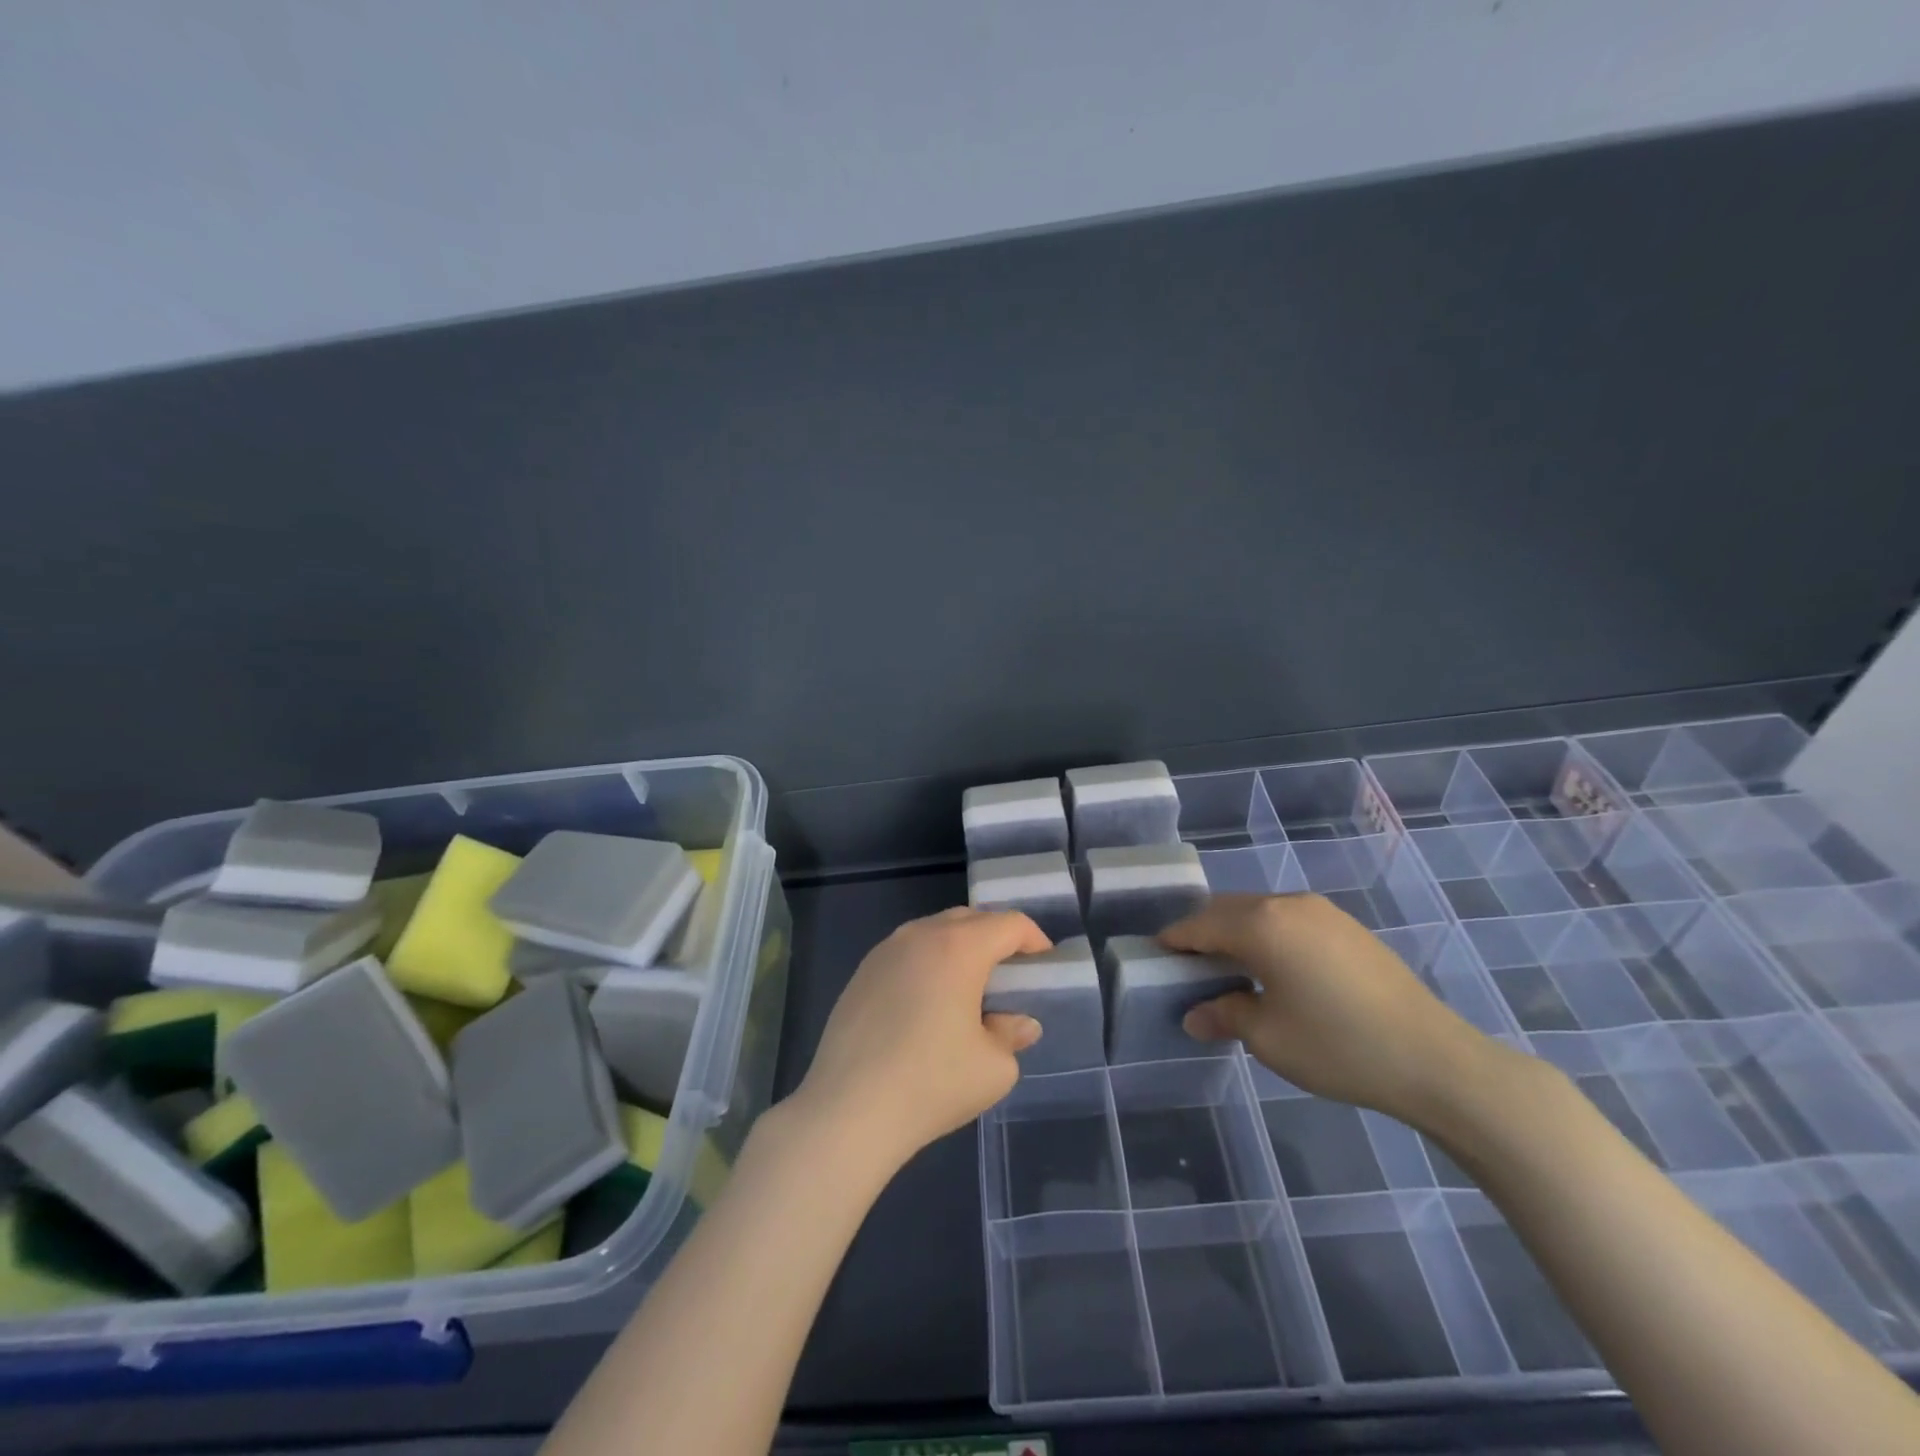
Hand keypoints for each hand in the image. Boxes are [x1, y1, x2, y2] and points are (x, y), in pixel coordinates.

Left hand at [792, 907, 1048, 1172]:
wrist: (848, 1110)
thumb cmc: (932, 1083)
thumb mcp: (993, 1068)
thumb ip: (1012, 1035)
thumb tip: (1018, 1023)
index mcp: (958, 947)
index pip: (1008, 924)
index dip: (1033, 939)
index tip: (1043, 965)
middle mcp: (920, 935)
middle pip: (969, 919)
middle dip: (995, 938)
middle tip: (1010, 975)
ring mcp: (885, 951)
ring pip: (933, 932)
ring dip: (959, 948)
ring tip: (968, 988)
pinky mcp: (861, 973)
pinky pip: (906, 953)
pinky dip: (927, 964)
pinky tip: (927, 1004)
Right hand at [1164, 894, 1496, 1127]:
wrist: (1435, 1059)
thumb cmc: (1339, 1047)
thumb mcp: (1269, 1038)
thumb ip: (1224, 1016)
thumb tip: (1195, 1015)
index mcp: (1262, 925)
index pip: (1201, 925)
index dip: (1174, 940)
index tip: (1155, 954)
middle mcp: (1288, 904)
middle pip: (1228, 909)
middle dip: (1203, 931)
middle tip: (1187, 964)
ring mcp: (1322, 911)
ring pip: (1260, 911)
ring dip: (1236, 931)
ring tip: (1228, 968)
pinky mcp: (1347, 926)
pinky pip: (1288, 919)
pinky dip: (1267, 934)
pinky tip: (1273, 967)